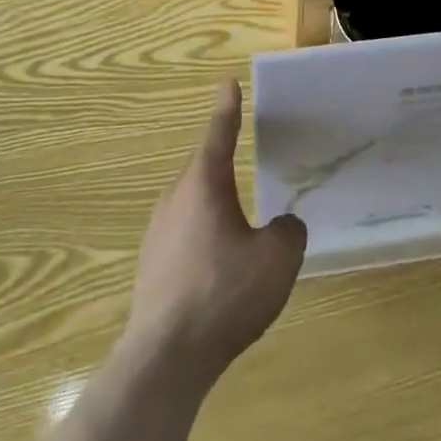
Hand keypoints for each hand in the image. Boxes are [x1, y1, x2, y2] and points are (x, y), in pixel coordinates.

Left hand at [124, 81, 306, 384]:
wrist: (166, 356)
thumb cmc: (224, 294)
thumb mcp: (277, 260)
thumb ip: (288, 232)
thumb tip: (284, 225)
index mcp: (204, 184)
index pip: (220, 134)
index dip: (228, 109)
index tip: (229, 84)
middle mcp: (175, 198)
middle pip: (204, 168)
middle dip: (224, 161)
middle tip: (247, 156)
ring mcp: (157, 231)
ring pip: (193, 203)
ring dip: (215, 203)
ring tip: (240, 220)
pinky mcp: (151, 263)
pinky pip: (184, 232)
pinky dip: (204, 234)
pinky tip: (219, 265)